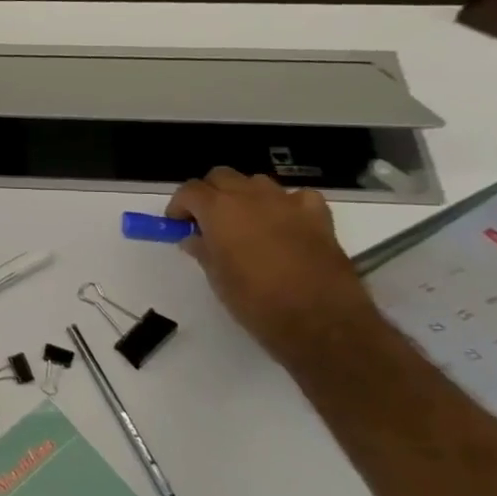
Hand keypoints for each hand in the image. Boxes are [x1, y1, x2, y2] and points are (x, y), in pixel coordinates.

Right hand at [166, 168, 380, 365]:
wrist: (318, 319)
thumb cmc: (254, 300)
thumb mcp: (216, 276)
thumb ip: (202, 249)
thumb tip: (194, 239)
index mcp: (218, 210)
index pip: (190, 190)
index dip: (180, 205)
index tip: (178, 223)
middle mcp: (251, 197)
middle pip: (222, 176)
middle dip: (210, 193)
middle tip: (206, 220)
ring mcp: (287, 203)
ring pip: (257, 182)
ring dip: (245, 195)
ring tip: (244, 221)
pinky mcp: (318, 216)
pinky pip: (297, 197)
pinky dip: (286, 204)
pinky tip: (284, 223)